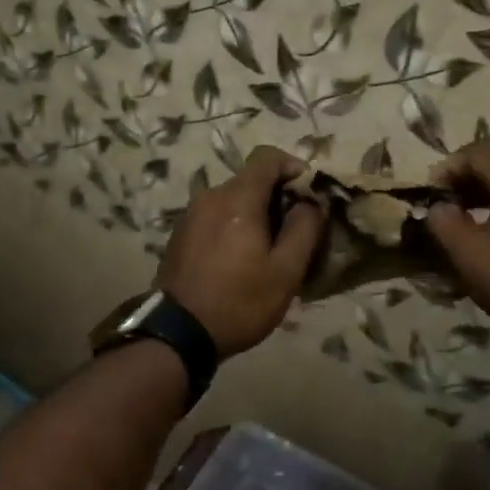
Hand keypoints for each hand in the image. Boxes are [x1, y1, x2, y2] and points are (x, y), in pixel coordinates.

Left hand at [156, 146, 324, 358]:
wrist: (178, 333)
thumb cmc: (239, 302)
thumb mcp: (285, 271)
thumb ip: (304, 229)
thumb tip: (311, 202)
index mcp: (237, 198)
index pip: (267, 156)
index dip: (293, 167)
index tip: (309, 194)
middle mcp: (211, 196)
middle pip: (250, 179)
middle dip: (277, 195)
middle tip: (295, 230)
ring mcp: (191, 214)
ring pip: (232, 199)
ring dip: (255, 213)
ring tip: (269, 249)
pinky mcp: (180, 234)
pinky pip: (215, 216)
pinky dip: (234, 225)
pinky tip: (240, 258)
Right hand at [425, 142, 489, 336]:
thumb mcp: (467, 252)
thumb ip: (442, 220)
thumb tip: (437, 206)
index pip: (478, 153)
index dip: (449, 166)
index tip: (431, 191)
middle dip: (464, 180)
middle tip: (443, 203)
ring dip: (483, 193)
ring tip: (461, 217)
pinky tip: (489, 229)